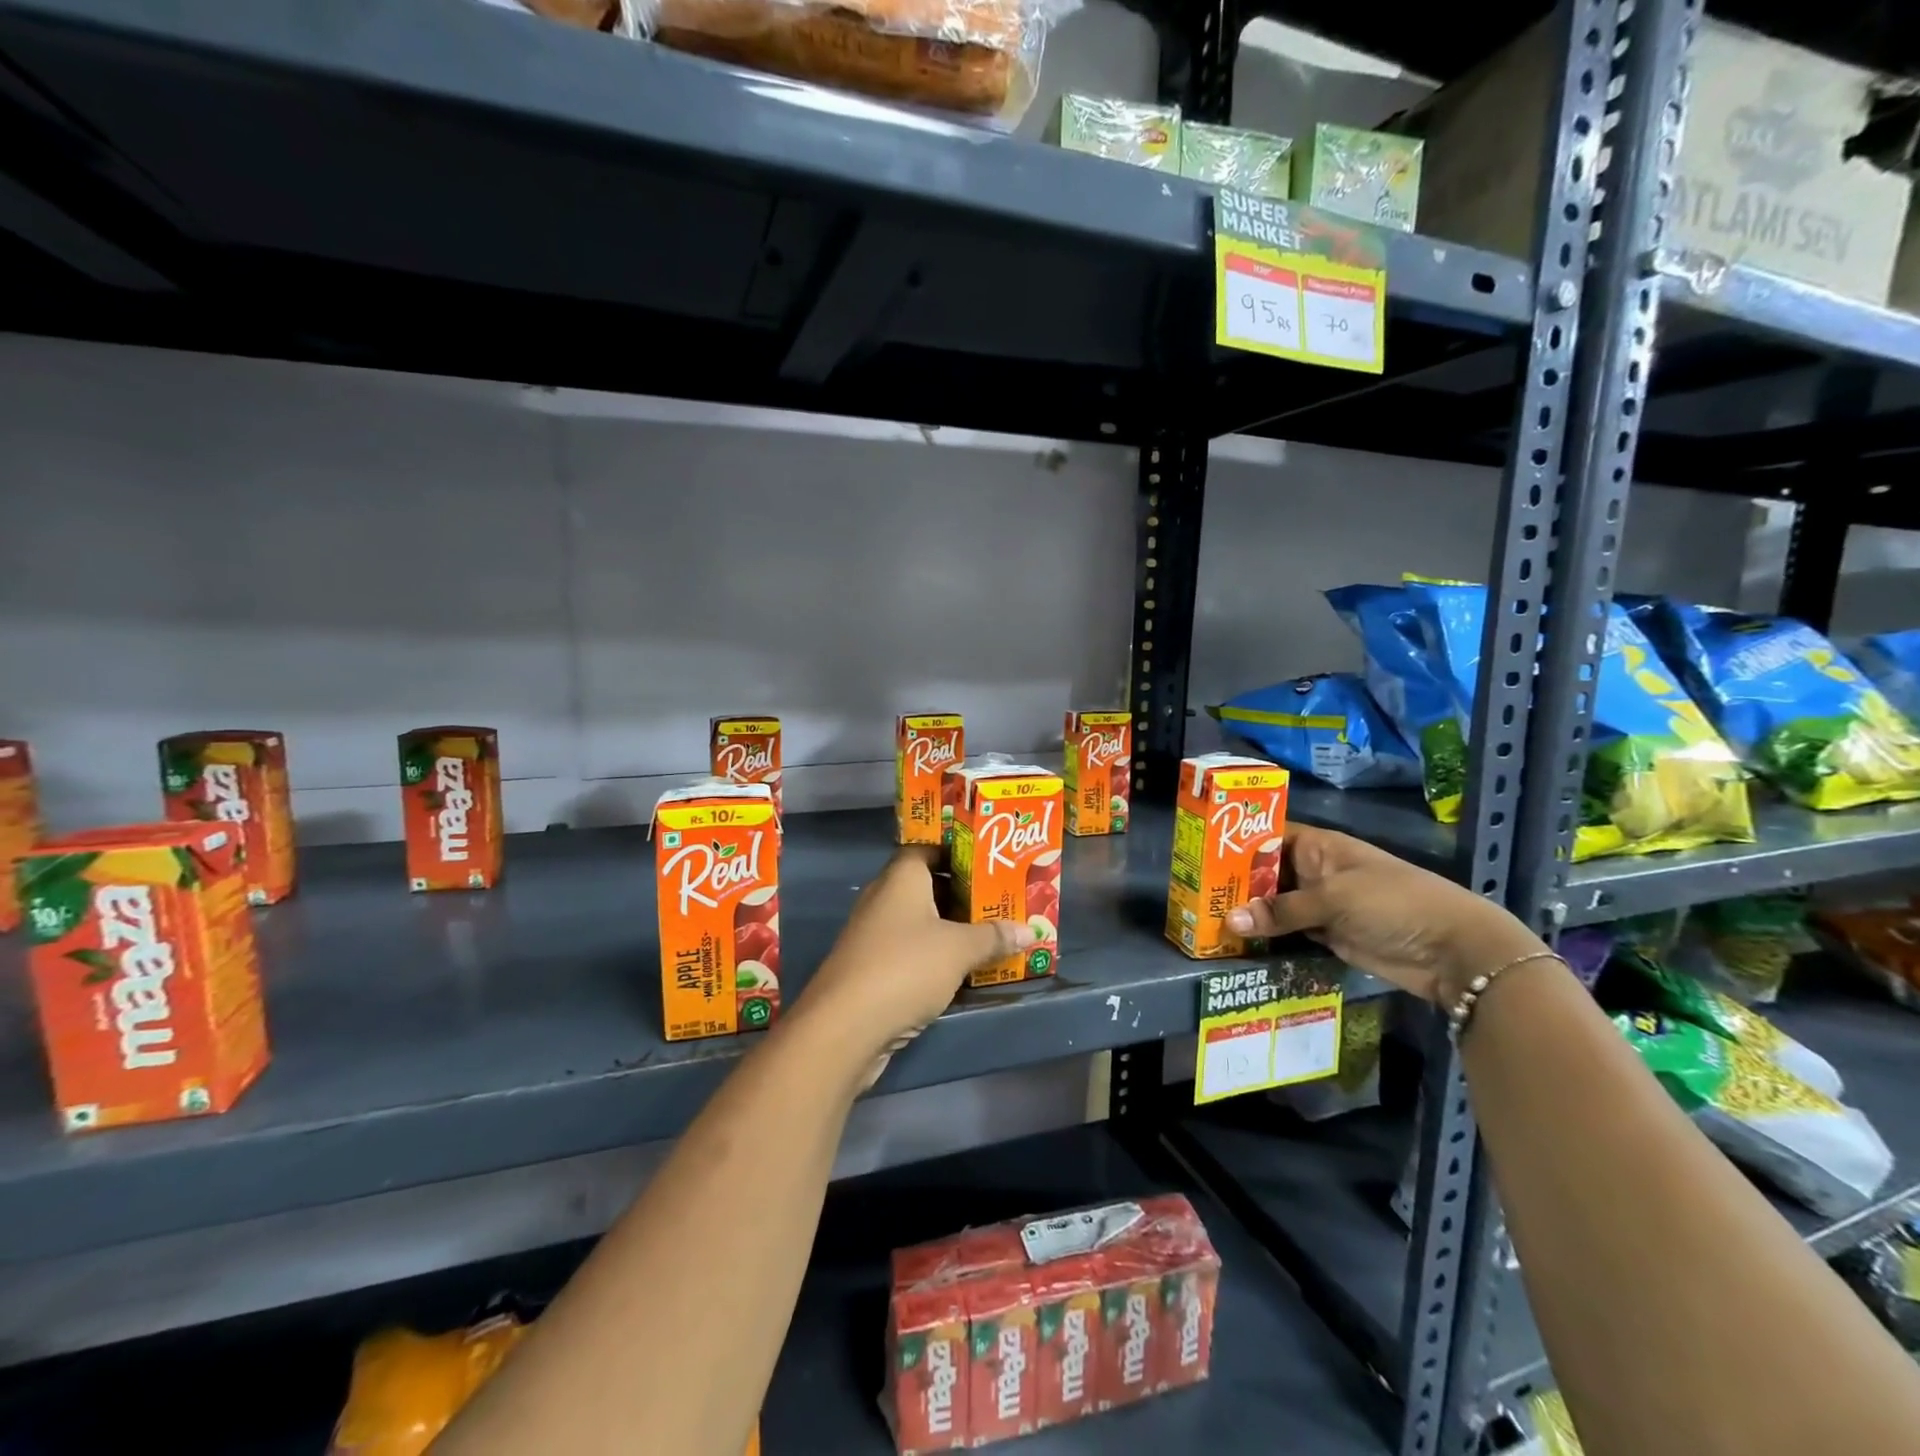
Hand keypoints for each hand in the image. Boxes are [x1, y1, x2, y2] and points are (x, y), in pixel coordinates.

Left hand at [801, 849, 1034, 1082]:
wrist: (845, 1026)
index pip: (928, 850)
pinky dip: (935, 956)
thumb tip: (1031, 930)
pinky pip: (911, 951)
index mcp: (901, 878)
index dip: (957, 854)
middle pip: (927, 886)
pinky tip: (963, 970)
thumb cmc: (906, 967)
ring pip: (920, 922)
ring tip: (992, 935)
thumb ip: (994, 937)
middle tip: (1000, 902)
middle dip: (963, 895)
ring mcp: (874, 935)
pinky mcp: (872, 968)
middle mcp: (884, 898)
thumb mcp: (959, 949)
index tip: (990, 864)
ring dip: (951, 929)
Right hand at [1225, 825, 1544, 1003]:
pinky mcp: (1328, 935)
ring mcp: (1321, 904)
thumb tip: (1230, 920)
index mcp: (1318, 847)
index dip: (1236, 840)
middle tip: (1194, 892)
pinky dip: (1267, 934)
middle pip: (1266, 871)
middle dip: (1235, 881)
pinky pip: (1288, 930)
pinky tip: (1237, 939)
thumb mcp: (1333, 899)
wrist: (1452, 951)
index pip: (1268, 834)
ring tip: (1206, 917)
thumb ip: (1281, 910)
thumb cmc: (1393, 903)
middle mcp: (1315, 871)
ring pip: (1275, 903)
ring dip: (1249, 911)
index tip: (1200, 851)